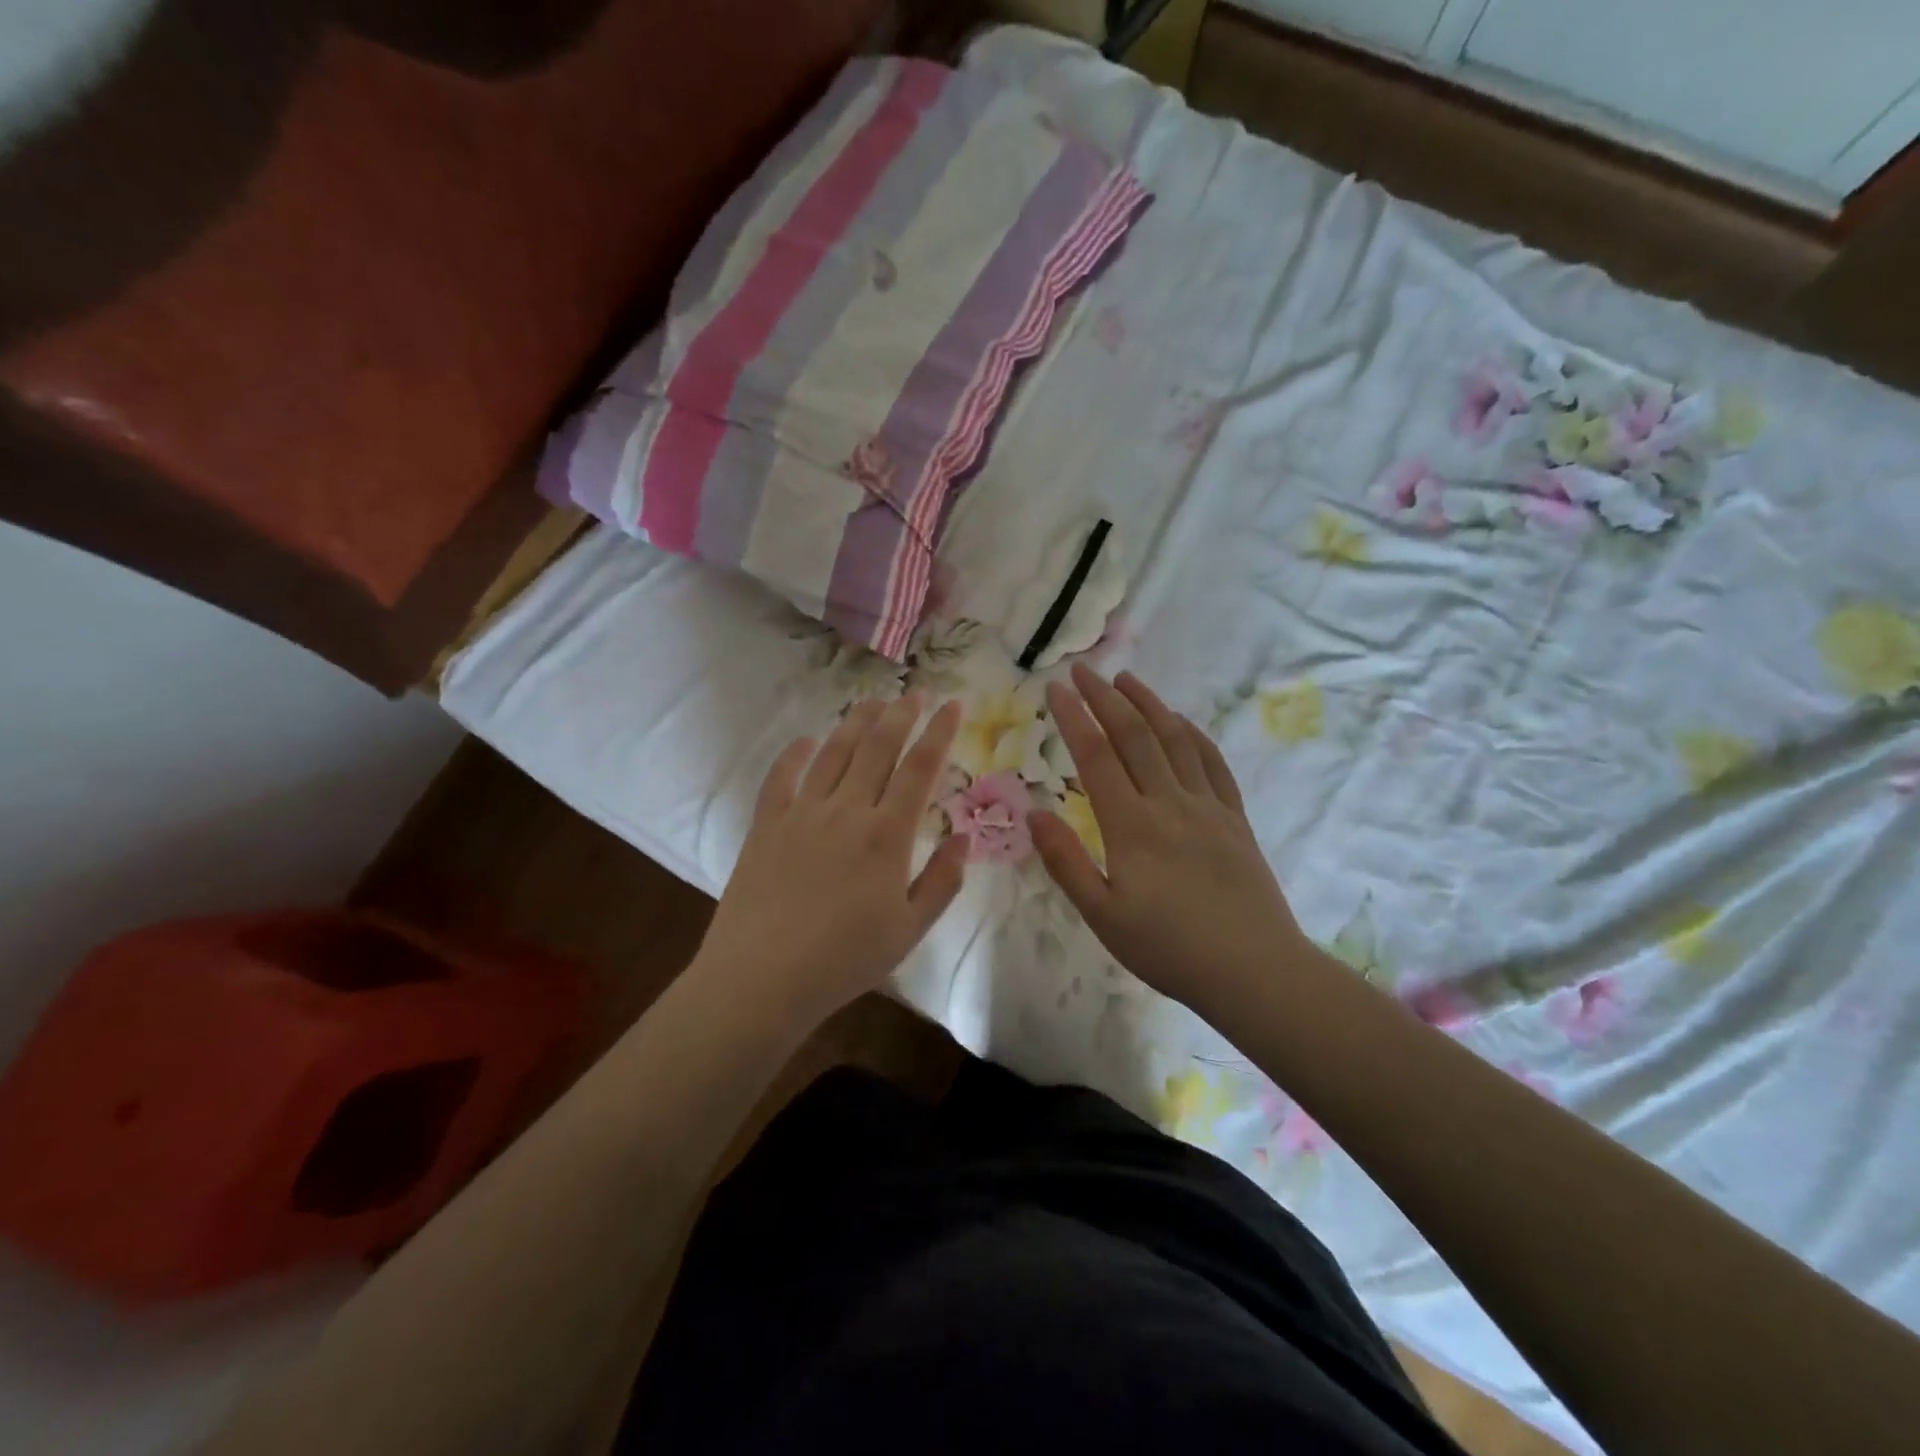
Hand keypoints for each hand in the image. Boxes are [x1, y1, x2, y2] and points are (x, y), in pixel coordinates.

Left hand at [693, 694, 968, 1024]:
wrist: (762, 978)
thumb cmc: (844, 960)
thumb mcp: (909, 930)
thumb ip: (942, 881)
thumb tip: (964, 838)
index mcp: (887, 835)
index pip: (920, 768)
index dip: (939, 732)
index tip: (953, 704)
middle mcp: (847, 810)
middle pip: (878, 747)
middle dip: (901, 714)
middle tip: (915, 692)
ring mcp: (802, 813)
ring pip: (834, 753)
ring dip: (856, 722)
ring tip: (872, 702)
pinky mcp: (767, 824)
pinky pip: (782, 777)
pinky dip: (795, 753)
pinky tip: (805, 740)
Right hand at [1030, 665, 1313, 1015]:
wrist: (1254, 970)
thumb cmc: (1169, 949)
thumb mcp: (1103, 916)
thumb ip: (1066, 862)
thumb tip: (1033, 813)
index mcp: (1131, 825)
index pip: (1096, 756)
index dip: (1073, 718)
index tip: (1055, 688)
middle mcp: (1169, 803)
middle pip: (1134, 736)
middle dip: (1105, 698)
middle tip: (1083, 670)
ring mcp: (1207, 806)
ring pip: (1175, 740)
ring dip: (1148, 704)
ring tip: (1126, 680)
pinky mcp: (1234, 818)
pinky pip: (1212, 763)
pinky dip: (1193, 734)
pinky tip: (1181, 722)